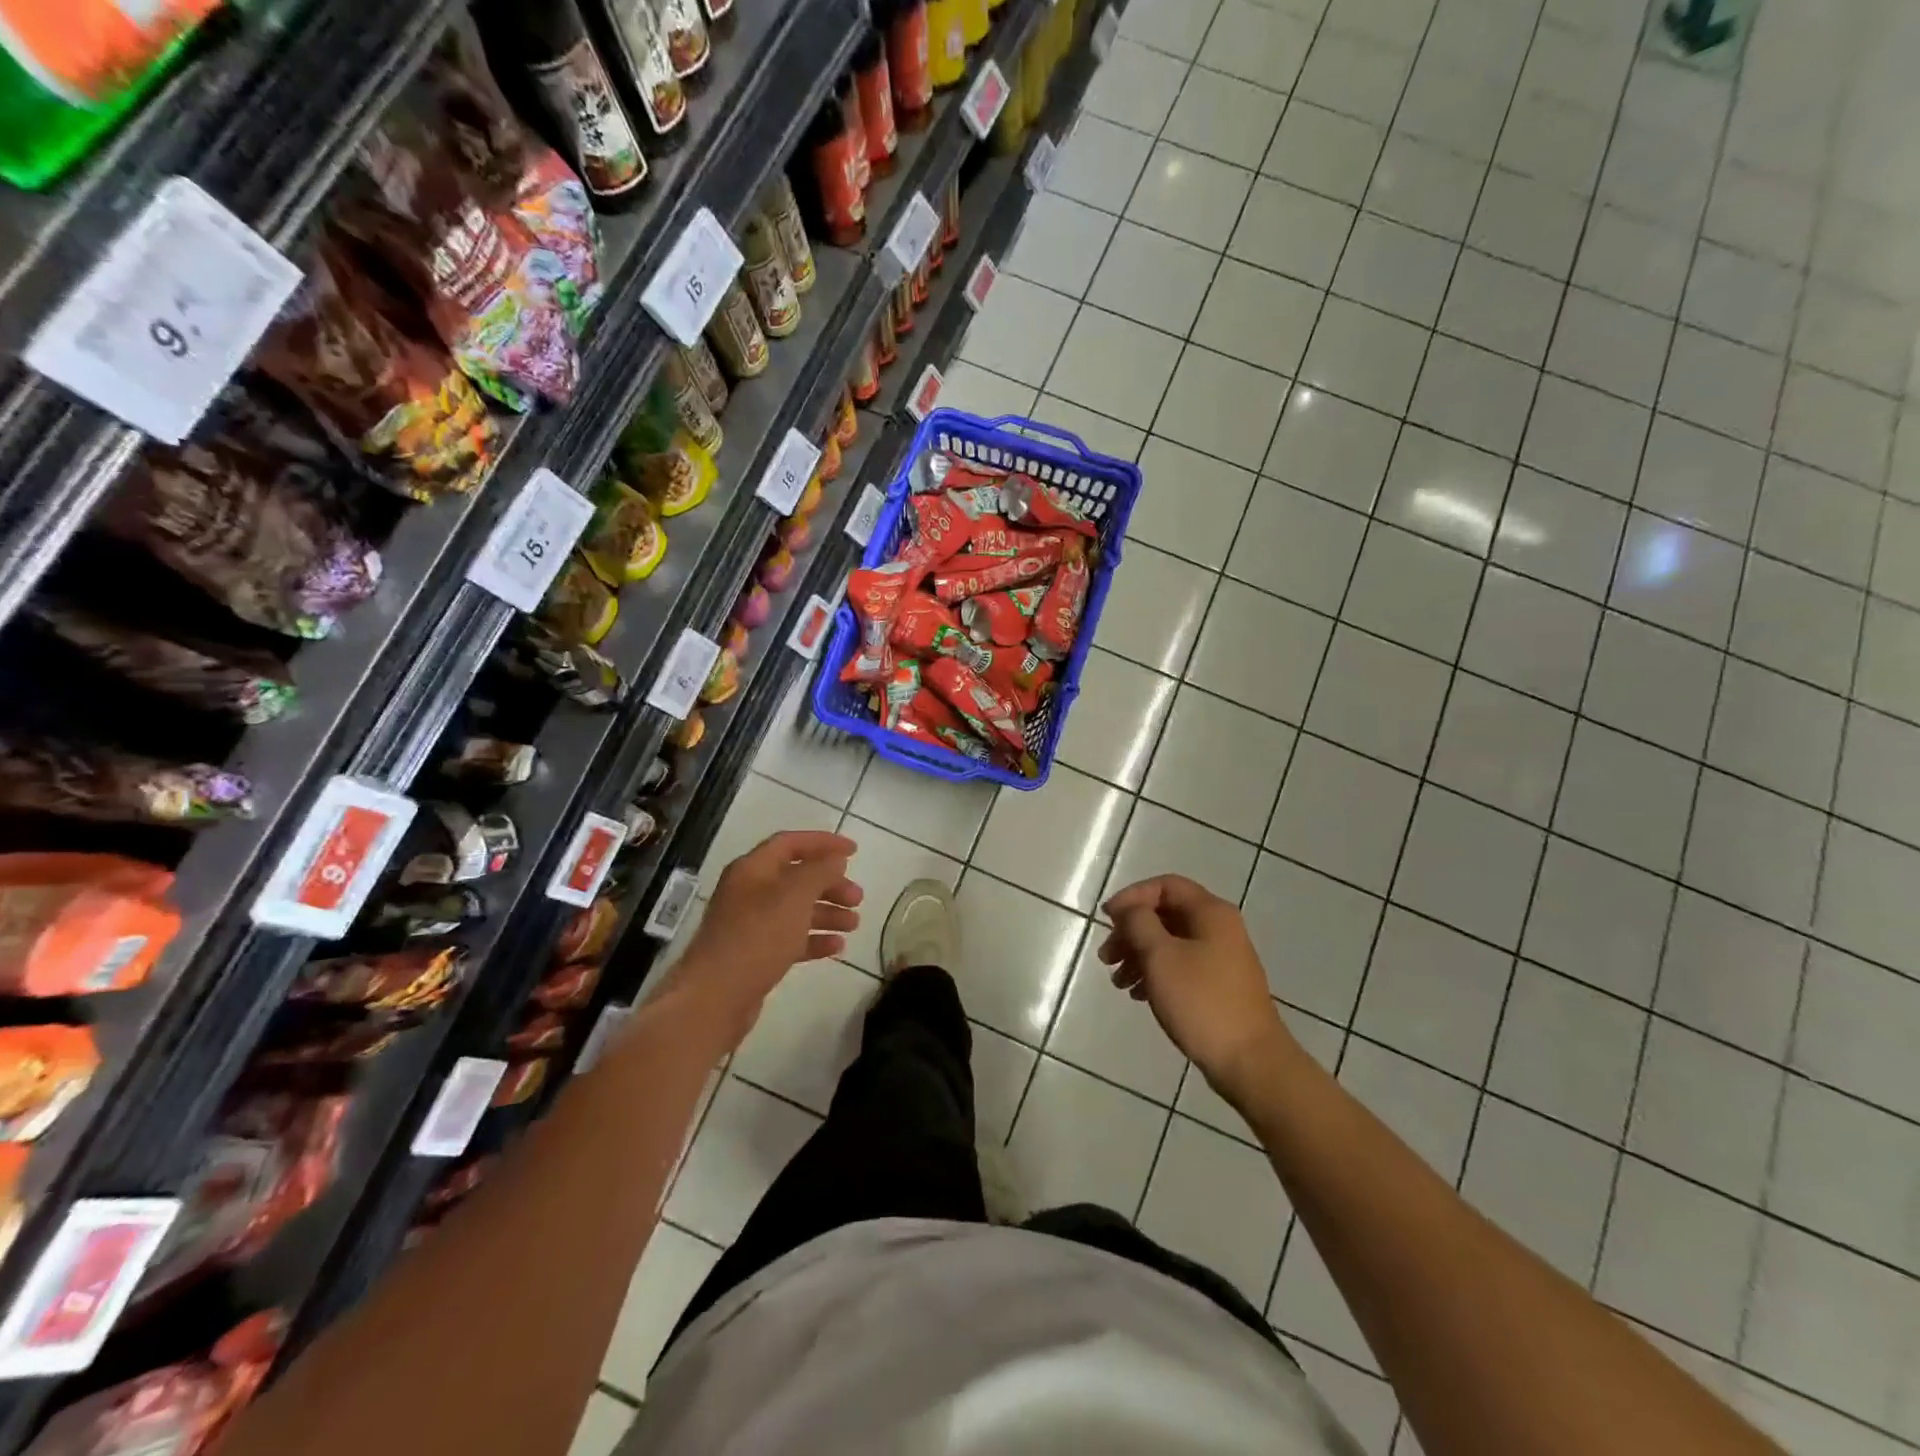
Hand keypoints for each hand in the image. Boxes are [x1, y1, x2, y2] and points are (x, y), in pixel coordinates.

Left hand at [667, 831, 862, 1048]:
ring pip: (795, 910)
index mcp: (753, 869)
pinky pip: (790, 939)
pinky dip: (814, 939)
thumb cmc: (757, 937)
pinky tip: (837, 948)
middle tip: (858, 898)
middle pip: (796, 878)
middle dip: (830, 884)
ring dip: (827, 913)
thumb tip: (834, 860)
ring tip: (854, 924)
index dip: (823, 843)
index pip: (790, 843)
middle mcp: (749, 892)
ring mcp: (750, 925)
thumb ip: (819, 872)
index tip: (854, 851)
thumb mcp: (795, 896)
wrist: (715, 998)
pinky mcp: (754, 955)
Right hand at [1099, 875, 1293, 1105]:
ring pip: (1171, 942)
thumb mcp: (1160, 956)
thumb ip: (1139, 923)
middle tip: (1107, 957)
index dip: (1132, 897)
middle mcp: (1220, 928)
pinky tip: (1139, 995)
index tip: (1107, 920)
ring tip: (1118, 981)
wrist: (1250, 1062)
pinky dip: (1156, 973)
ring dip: (1139, 955)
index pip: (1165, 885)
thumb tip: (1130, 909)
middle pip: (1166, 914)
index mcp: (1211, 912)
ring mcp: (1222, 958)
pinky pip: (1181, 966)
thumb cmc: (1201, 1002)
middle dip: (1132, 931)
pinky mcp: (1220, 985)